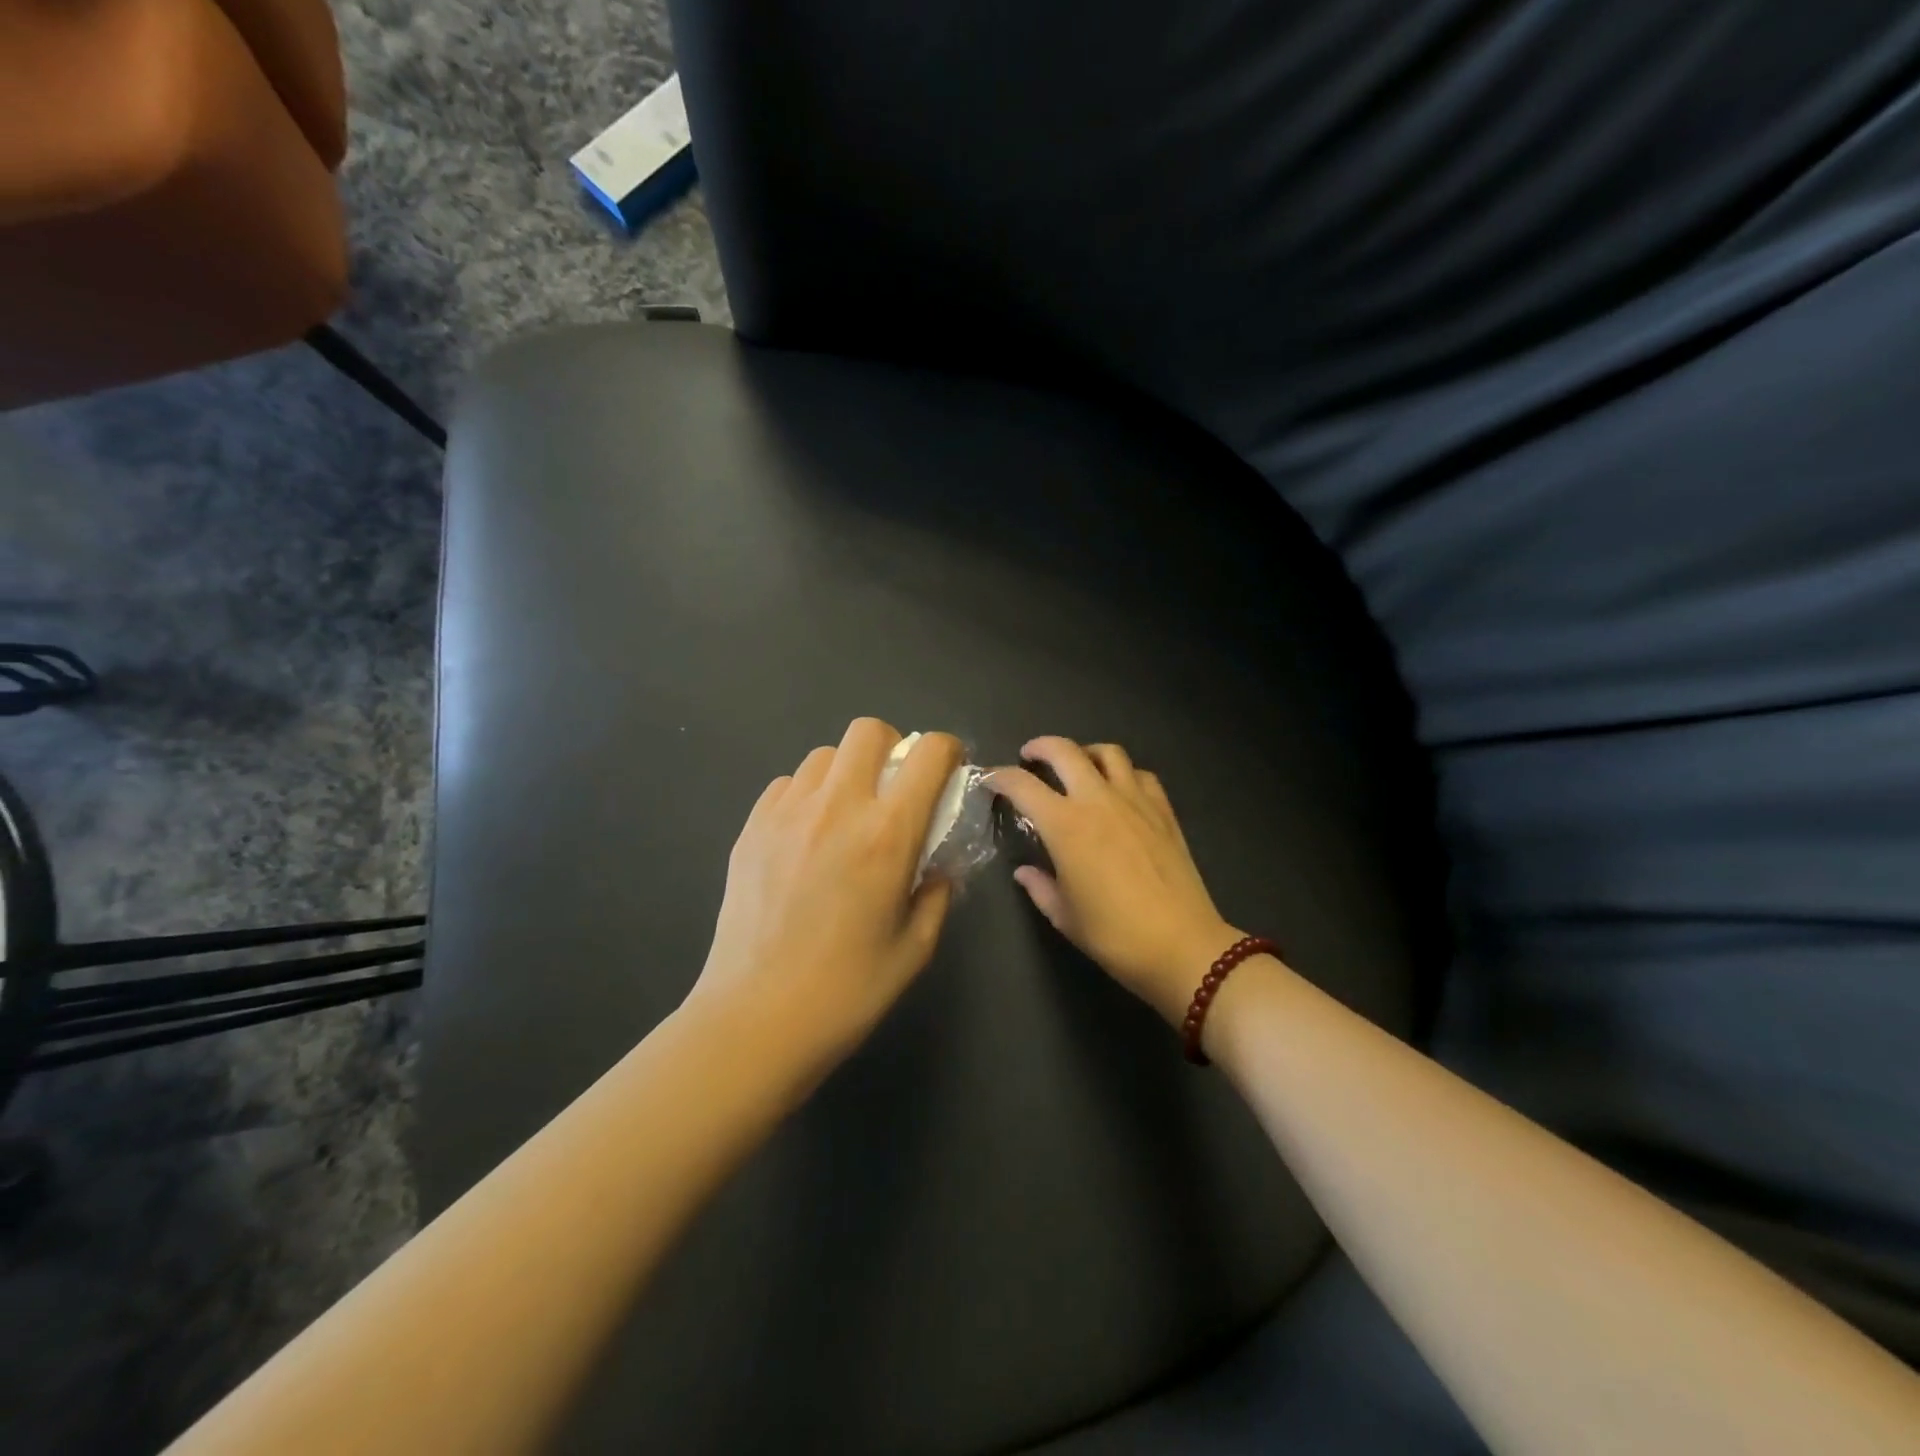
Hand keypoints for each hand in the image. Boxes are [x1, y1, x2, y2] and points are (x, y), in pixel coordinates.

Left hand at [691, 719, 963, 1071]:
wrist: (757, 1018)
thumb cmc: (848, 991)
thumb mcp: (915, 946)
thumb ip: (936, 893)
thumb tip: (936, 866)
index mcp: (888, 833)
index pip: (928, 754)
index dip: (947, 750)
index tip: (948, 772)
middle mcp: (837, 807)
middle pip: (867, 730)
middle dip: (891, 747)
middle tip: (893, 788)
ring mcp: (787, 813)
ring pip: (823, 755)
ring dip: (846, 772)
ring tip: (846, 815)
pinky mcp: (751, 828)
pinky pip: (786, 785)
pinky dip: (807, 795)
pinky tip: (806, 837)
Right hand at [991, 737, 1240, 1024]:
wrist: (1182, 946)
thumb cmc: (1114, 935)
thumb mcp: (1064, 916)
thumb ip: (1039, 887)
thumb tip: (1025, 872)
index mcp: (1065, 826)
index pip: (1022, 785)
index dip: (1000, 777)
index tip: (990, 780)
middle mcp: (1098, 801)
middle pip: (1064, 752)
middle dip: (1040, 747)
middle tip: (1029, 756)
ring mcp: (1135, 801)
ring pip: (1108, 753)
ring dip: (1085, 752)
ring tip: (1077, 766)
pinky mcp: (1163, 810)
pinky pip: (1141, 775)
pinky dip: (1124, 773)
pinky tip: (1119, 790)